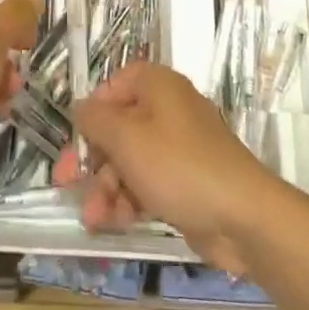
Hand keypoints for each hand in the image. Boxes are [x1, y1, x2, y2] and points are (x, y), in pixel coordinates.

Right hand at [53, 63, 282, 275]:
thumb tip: (80, 109)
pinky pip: (147, 184)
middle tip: (66, 183)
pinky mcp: (185, 182)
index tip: (77, 138)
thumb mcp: (126, 138)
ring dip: (106, 187)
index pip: (114, 85)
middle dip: (92, 159)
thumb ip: (95, 120)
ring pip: (129, 161)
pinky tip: (113, 224)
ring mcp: (178, 148)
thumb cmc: (178, 166)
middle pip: (118, 127)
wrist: (242, 218)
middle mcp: (168, 110)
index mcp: (157, 86)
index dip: (92, 110)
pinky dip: (128, 200)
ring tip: (92, 218)